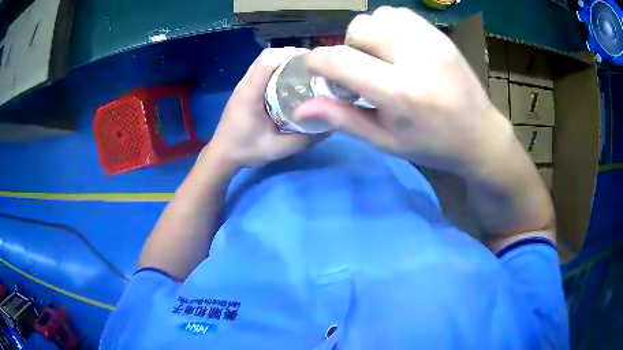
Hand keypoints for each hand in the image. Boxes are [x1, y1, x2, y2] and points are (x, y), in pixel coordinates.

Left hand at [208, 48, 322, 168]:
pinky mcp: (246, 87)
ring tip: (307, 71)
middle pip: (267, 55)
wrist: (222, 154)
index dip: (290, 55)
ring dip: (286, 59)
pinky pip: (263, 68)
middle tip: (315, 68)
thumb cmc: (245, 150)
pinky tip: (292, 79)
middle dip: (292, 55)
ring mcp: (244, 83)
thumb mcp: (276, 150)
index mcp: (250, 95)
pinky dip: (279, 67)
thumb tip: (330, 127)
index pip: (267, 61)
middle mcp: (245, 84)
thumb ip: (303, 140)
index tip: (313, 64)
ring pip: (265, 59)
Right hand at [296, 7, 519, 177]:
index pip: (339, 60)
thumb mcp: (385, 141)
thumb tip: (301, 107)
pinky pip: (400, 14)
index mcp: (400, 93)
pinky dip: (389, 26)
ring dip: (369, 34)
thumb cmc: (432, 145)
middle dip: (348, 48)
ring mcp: (432, 42)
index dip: (317, 63)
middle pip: (358, 29)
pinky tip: (398, 48)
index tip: (320, 73)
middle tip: (362, 70)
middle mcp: (415, 58)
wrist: (480, 136)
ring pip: (378, 16)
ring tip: (381, 57)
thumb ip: (343, 119)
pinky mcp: (440, 35)